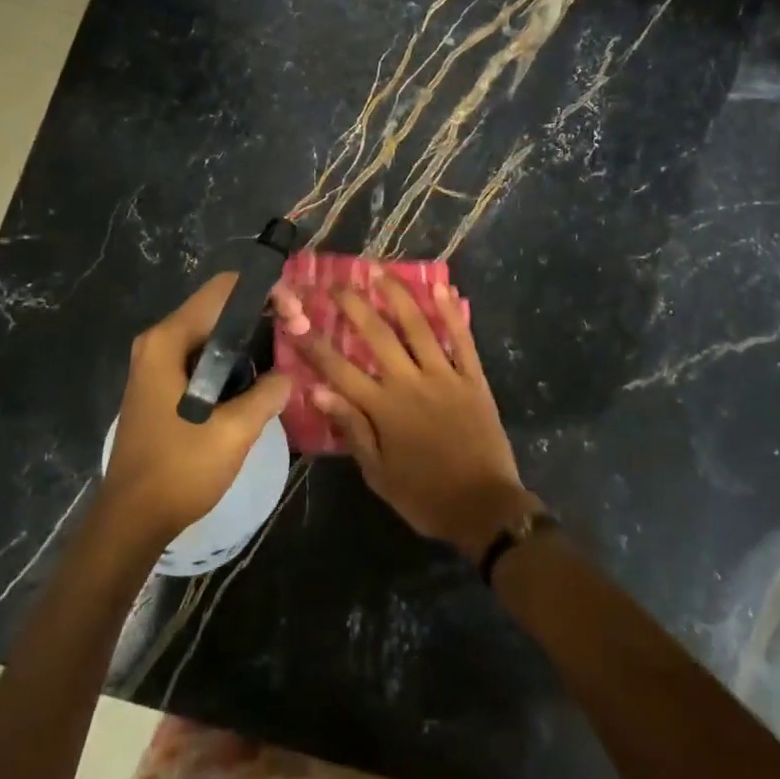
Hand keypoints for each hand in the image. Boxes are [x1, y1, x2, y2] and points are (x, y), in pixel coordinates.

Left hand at [102, 274, 291, 547]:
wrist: (131, 519)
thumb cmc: (179, 470)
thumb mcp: (234, 431)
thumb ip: (268, 393)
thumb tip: (288, 375)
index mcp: (169, 341)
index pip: (225, 289)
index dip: (267, 292)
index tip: (298, 318)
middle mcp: (159, 341)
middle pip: (220, 306)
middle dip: (264, 313)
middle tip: (301, 332)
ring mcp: (158, 363)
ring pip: (214, 331)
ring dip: (252, 336)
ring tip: (289, 350)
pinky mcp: (163, 385)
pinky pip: (206, 355)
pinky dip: (235, 357)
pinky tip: (262, 375)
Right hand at [290, 275, 539, 561]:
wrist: (484, 508)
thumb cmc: (424, 496)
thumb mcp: (377, 473)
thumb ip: (351, 428)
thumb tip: (316, 390)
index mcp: (383, 409)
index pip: (339, 369)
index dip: (314, 343)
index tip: (296, 319)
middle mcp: (411, 384)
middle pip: (376, 336)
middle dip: (353, 305)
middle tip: (336, 280)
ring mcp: (445, 377)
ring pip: (417, 327)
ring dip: (397, 295)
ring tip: (379, 270)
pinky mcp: (474, 378)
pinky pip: (462, 339)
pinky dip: (451, 313)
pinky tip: (441, 287)